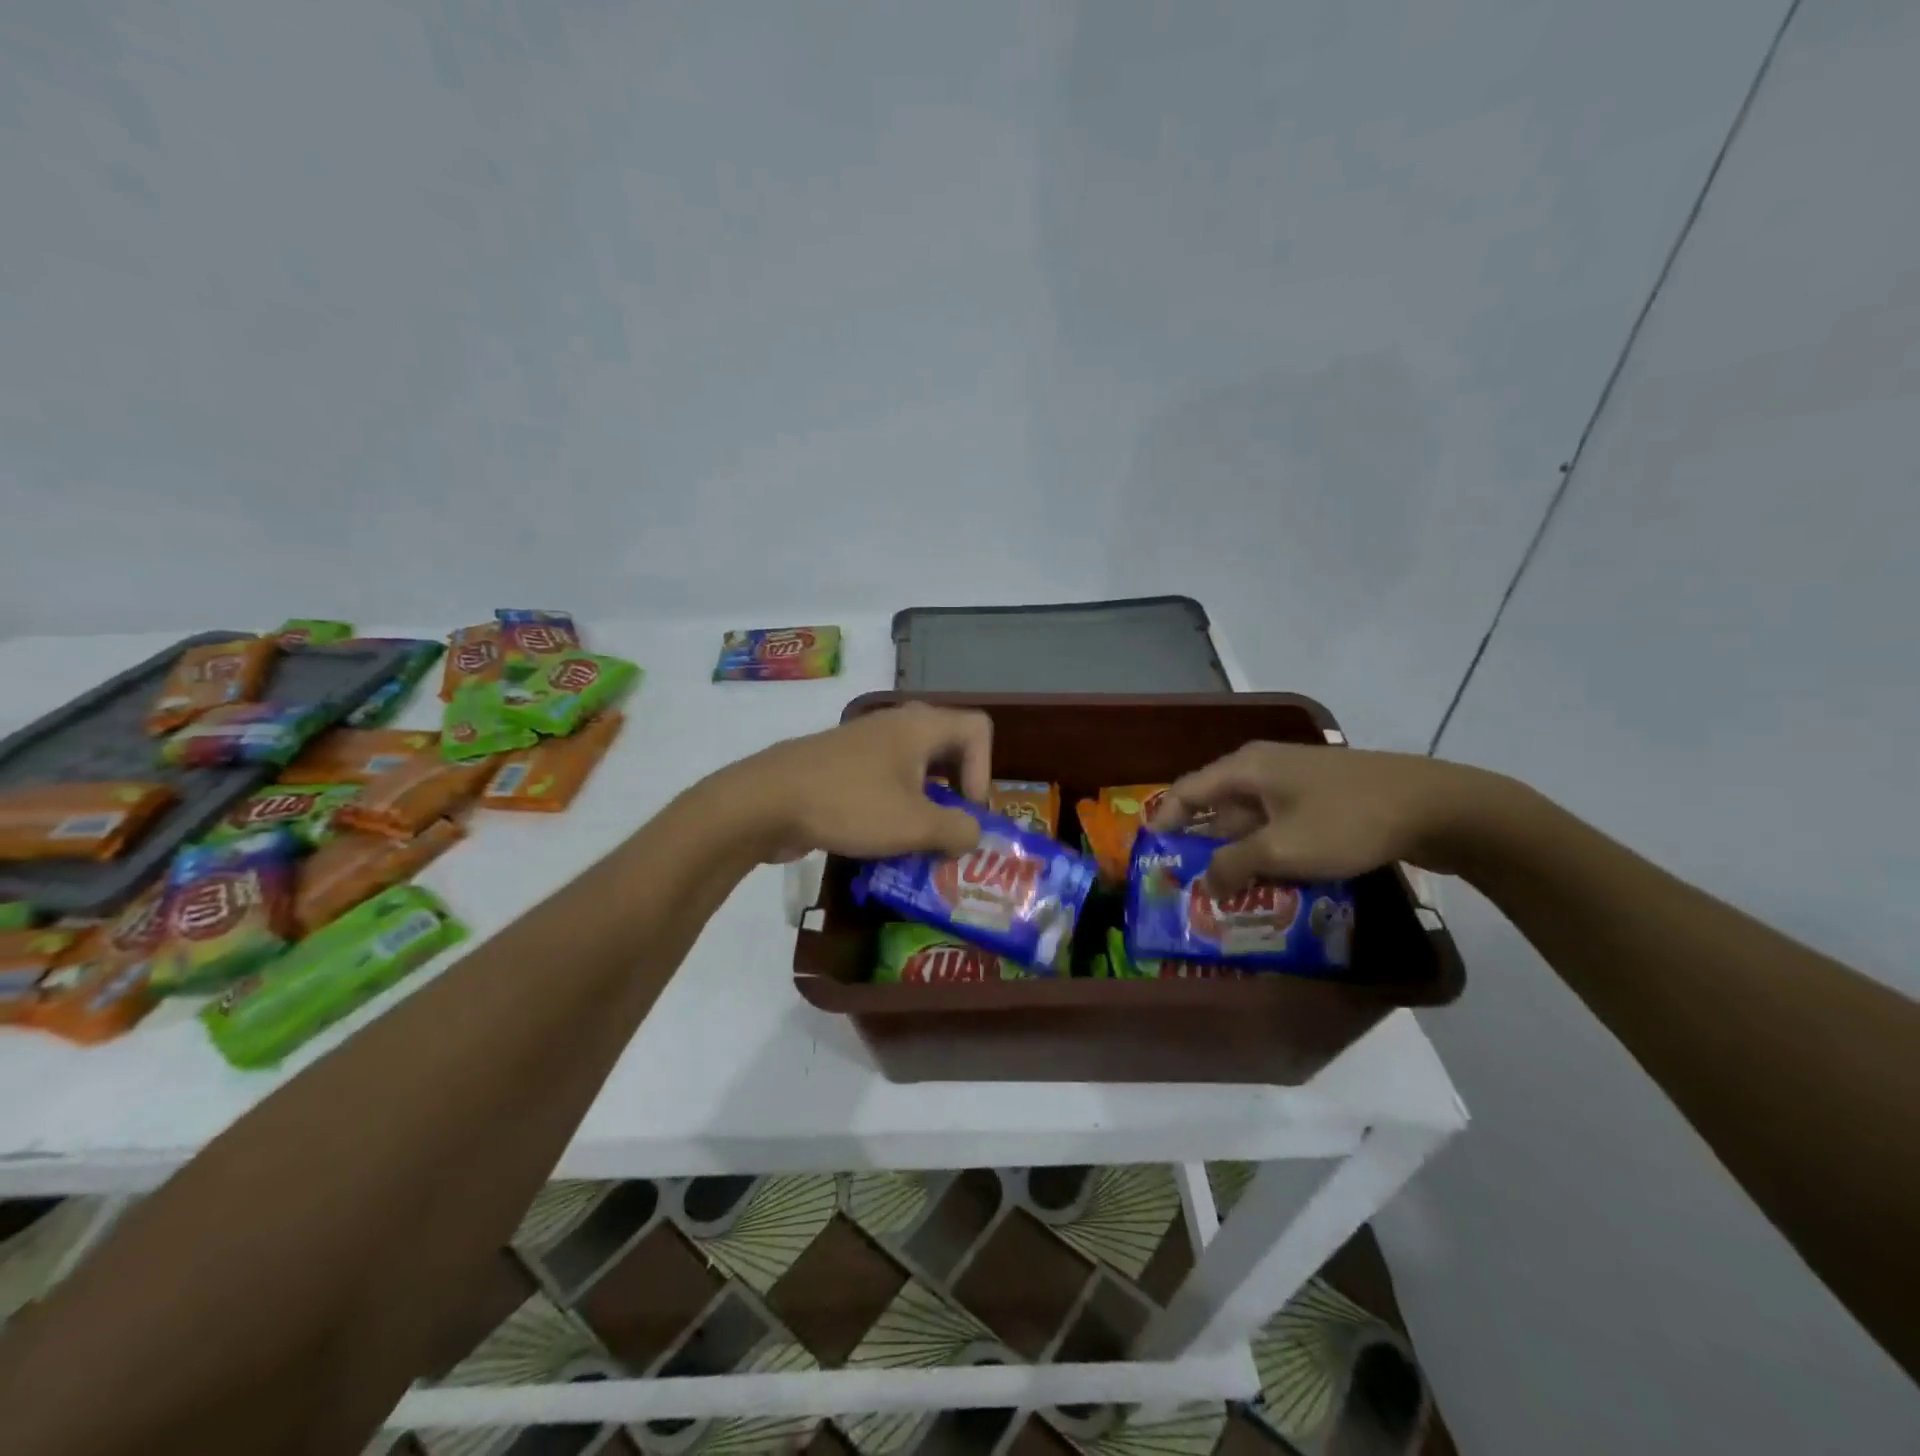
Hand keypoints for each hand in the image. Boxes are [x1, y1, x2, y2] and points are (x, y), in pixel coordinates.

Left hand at [722, 702, 992, 862]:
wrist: (764, 801)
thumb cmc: (850, 804)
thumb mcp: (915, 825)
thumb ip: (958, 830)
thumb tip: (971, 834)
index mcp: (920, 726)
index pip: (978, 730)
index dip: (985, 771)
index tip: (966, 811)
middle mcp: (896, 726)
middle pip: (949, 750)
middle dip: (957, 794)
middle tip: (952, 832)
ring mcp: (865, 745)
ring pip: (915, 771)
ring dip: (925, 808)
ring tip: (920, 846)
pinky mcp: (841, 767)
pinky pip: (885, 783)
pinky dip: (894, 810)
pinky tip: (883, 843)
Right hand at [1148, 741, 1501, 891]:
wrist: (1437, 806)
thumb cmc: (1347, 821)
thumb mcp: (1282, 850)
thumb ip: (1234, 866)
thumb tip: (1207, 885)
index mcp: (1244, 768)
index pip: (1184, 792)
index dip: (1164, 824)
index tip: (1152, 859)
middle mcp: (1262, 767)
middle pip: (1216, 806)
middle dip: (1202, 847)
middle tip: (1191, 887)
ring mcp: (1295, 781)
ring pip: (1250, 819)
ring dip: (1239, 854)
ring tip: (1229, 895)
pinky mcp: (1322, 797)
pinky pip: (1279, 824)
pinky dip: (1268, 850)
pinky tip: (1273, 882)